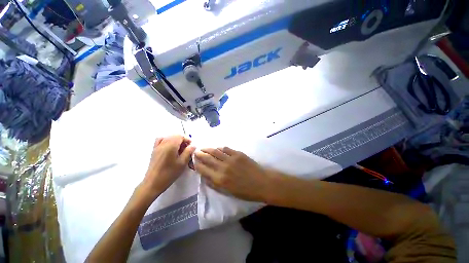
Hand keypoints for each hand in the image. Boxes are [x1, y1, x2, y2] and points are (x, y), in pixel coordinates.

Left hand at [142, 135, 195, 199]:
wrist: (153, 183)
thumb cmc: (169, 174)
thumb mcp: (182, 163)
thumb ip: (188, 152)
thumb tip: (193, 145)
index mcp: (170, 146)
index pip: (180, 136)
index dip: (187, 139)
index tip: (191, 146)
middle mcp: (163, 144)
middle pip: (174, 136)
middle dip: (182, 140)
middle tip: (187, 148)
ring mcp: (157, 147)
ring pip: (168, 137)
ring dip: (175, 140)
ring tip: (179, 149)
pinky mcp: (154, 150)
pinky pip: (160, 140)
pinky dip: (167, 141)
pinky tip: (170, 148)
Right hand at [194, 147, 275, 201]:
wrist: (261, 182)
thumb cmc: (245, 191)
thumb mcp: (227, 192)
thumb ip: (214, 184)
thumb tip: (205, 176)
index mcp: (219, 179)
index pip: (203, 169)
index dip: (197, 164)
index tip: (194, 161)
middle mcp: (223, 167)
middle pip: (208, 158)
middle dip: (200, 154)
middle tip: (196, 151)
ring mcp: (231, 159)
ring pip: (215, 151)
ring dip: (208, 149)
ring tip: (203, 147)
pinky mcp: (238, 153)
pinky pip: (226, 148)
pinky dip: (220, 148)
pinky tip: (217, 148)